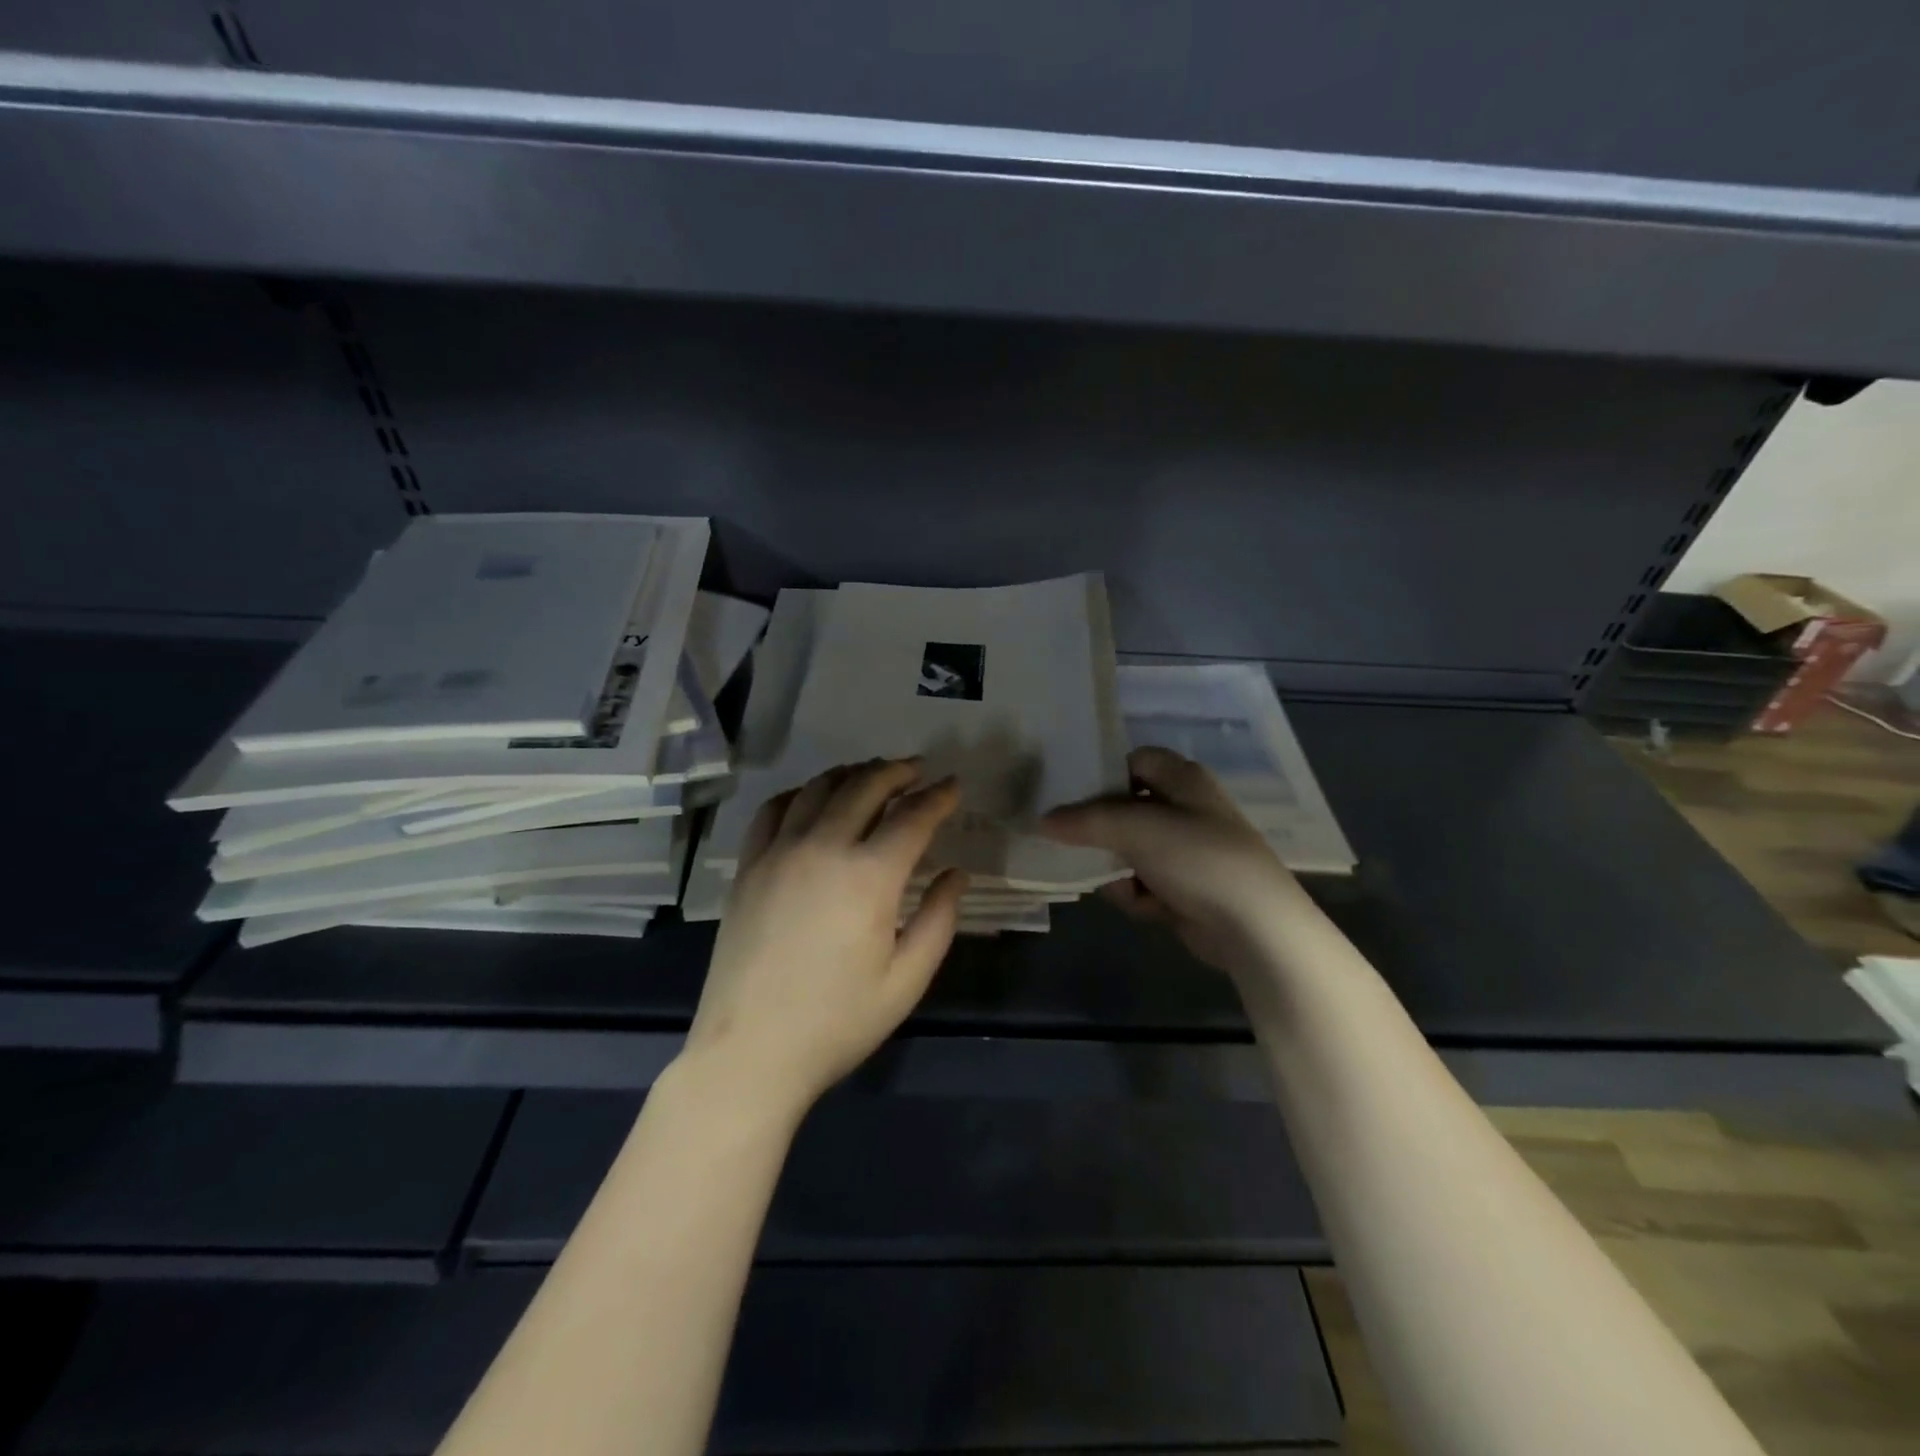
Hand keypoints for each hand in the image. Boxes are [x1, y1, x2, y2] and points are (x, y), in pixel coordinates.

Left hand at [685, 759, 967, 1115]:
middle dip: (897, 772)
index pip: (912, 817)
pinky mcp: (748, 867)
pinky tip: (812, 798)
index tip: (953, 786)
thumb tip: (955, 874)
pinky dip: (800, 793)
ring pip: (818, 789)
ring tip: (871, 774)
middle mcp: (823, 848)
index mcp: (869, 876)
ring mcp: (779, 853)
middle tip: (917, 770)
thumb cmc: (837, 1022)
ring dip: (851, 774)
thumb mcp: (906, 981)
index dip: (938, 797)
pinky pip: (774, 810)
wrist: (750, 1052)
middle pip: (864, 787)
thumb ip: (939, 920)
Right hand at [1042, 746, 1311, 979]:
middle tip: (1073, 842)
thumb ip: (1085, 821)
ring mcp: (1187, 851)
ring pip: (1130, 850)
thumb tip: (1043, 820)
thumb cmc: (1197, 858)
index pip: (1134, 760)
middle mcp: (1186, 809)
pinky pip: (1144, 883)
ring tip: (1118, 883)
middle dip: (1102, 831)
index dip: (1104, 773)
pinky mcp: (1186, 888)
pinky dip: (1138, 894)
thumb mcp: (1136, 829)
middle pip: (1127, 808)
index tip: (1069, 793)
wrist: (1254, 925)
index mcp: (1183, 780)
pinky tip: (1144, 906)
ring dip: (1118, 869)